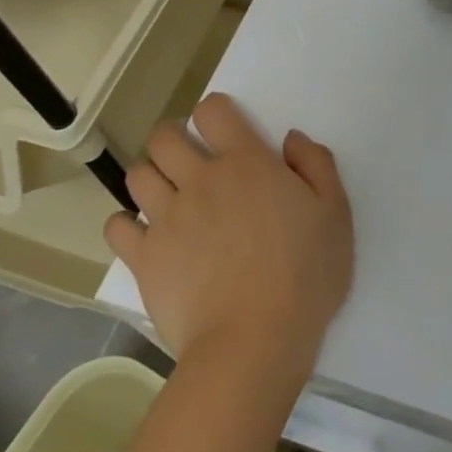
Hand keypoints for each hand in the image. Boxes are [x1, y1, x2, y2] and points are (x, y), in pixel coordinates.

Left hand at [104, 94, 353, 379]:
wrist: (255, 340)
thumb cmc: (305, 275)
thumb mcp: (335, 214)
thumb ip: (316, 165)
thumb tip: (290, 138)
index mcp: (246, 163)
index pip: (213, 111)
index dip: (214, 112)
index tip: (223, 131)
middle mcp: (201, 180)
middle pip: (164, 136)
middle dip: (172, 137)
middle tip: (188, 158)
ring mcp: (167, 218)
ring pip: (137, 175)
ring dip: (150, 176)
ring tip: (166, 195)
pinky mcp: (144, 258)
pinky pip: (116, 226)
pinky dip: (125, 225)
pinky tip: (143, 235)